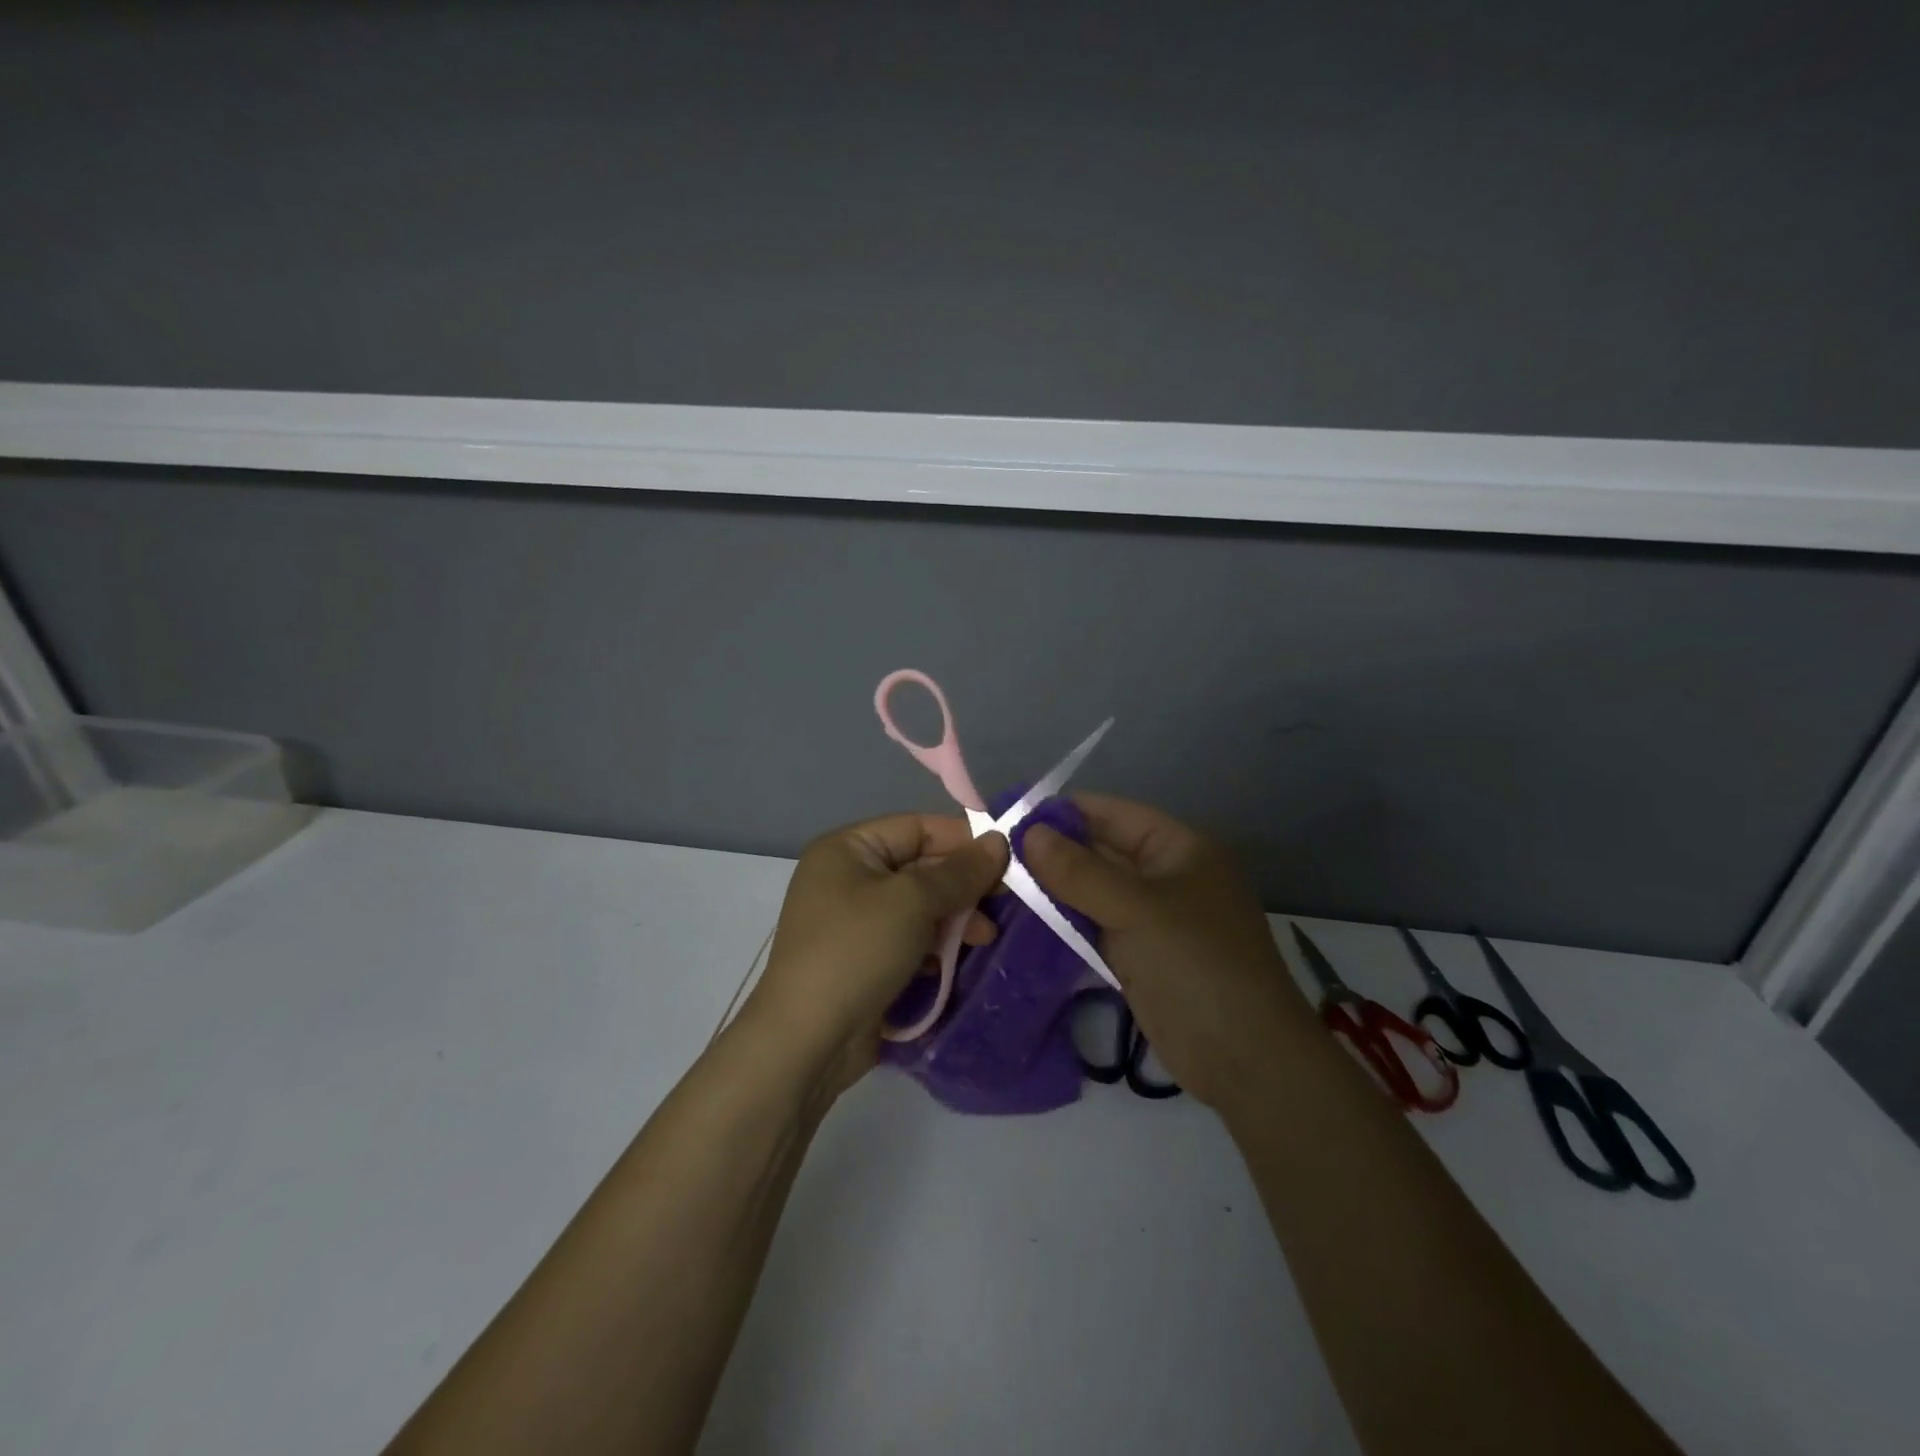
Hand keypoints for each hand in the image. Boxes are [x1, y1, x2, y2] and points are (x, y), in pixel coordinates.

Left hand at [743, 814, 1009, 1098]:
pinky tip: (961, 959)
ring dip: (955, 919)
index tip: (1008, 857)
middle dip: (963, 885)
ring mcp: (854, 922)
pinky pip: (909, 939)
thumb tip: (998, 841)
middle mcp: (848, 878)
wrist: (807, 1041)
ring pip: (919, 907)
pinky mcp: (865, 961)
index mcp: (847, 849)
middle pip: (920, 867)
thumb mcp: (913, 901)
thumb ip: (959, 871)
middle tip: (1006, 901)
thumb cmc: (857, 950)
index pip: (916, 828)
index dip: (963, 839)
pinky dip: (936, 946)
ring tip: (987, 937)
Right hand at [1022, 795, 1312, 1108]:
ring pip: (1094, 891)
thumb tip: (1027, 833)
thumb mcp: (1136, 909)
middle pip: (1101, 852)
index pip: (1112, 814)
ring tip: (999, 882)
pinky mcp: (1140, 955)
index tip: (1010, 816)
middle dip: (1053, 852)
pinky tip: (1025, 919)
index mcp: (1179, 849)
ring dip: (1054, 888)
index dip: (1063, 812)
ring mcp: (1153, 918)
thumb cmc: (1196, 965)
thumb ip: (1079, 871)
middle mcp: (1165, 876)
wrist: (1245, 1058)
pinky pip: (1095, 925)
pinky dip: (1065, 921)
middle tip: (995, 855)